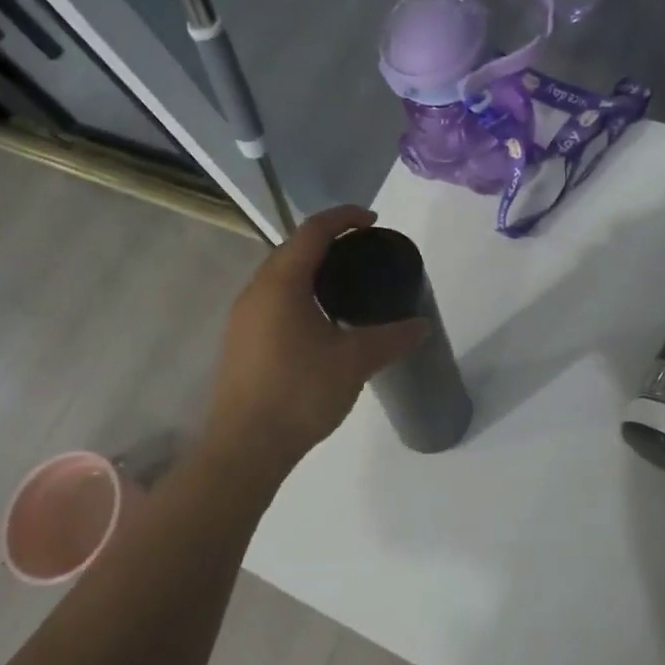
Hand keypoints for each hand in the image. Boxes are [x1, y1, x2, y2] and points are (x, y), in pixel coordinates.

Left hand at [205, 207, 427, 465]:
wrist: (246, 447)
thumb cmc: (300, 393)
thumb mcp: (354, 362)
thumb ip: (391, 337)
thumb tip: (422, 325)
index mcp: (281, 283)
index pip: (313, 232)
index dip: (344, 218)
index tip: (373, 221)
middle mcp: (256, 291)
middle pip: (292, 249)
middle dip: (328, 241)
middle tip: (364, 251)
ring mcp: (244, 318)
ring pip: (280, 277)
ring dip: (311, 269)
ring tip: (346, 283)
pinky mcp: (242, 342)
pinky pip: (273, 300)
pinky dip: (299, 294)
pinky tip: (321, 320)